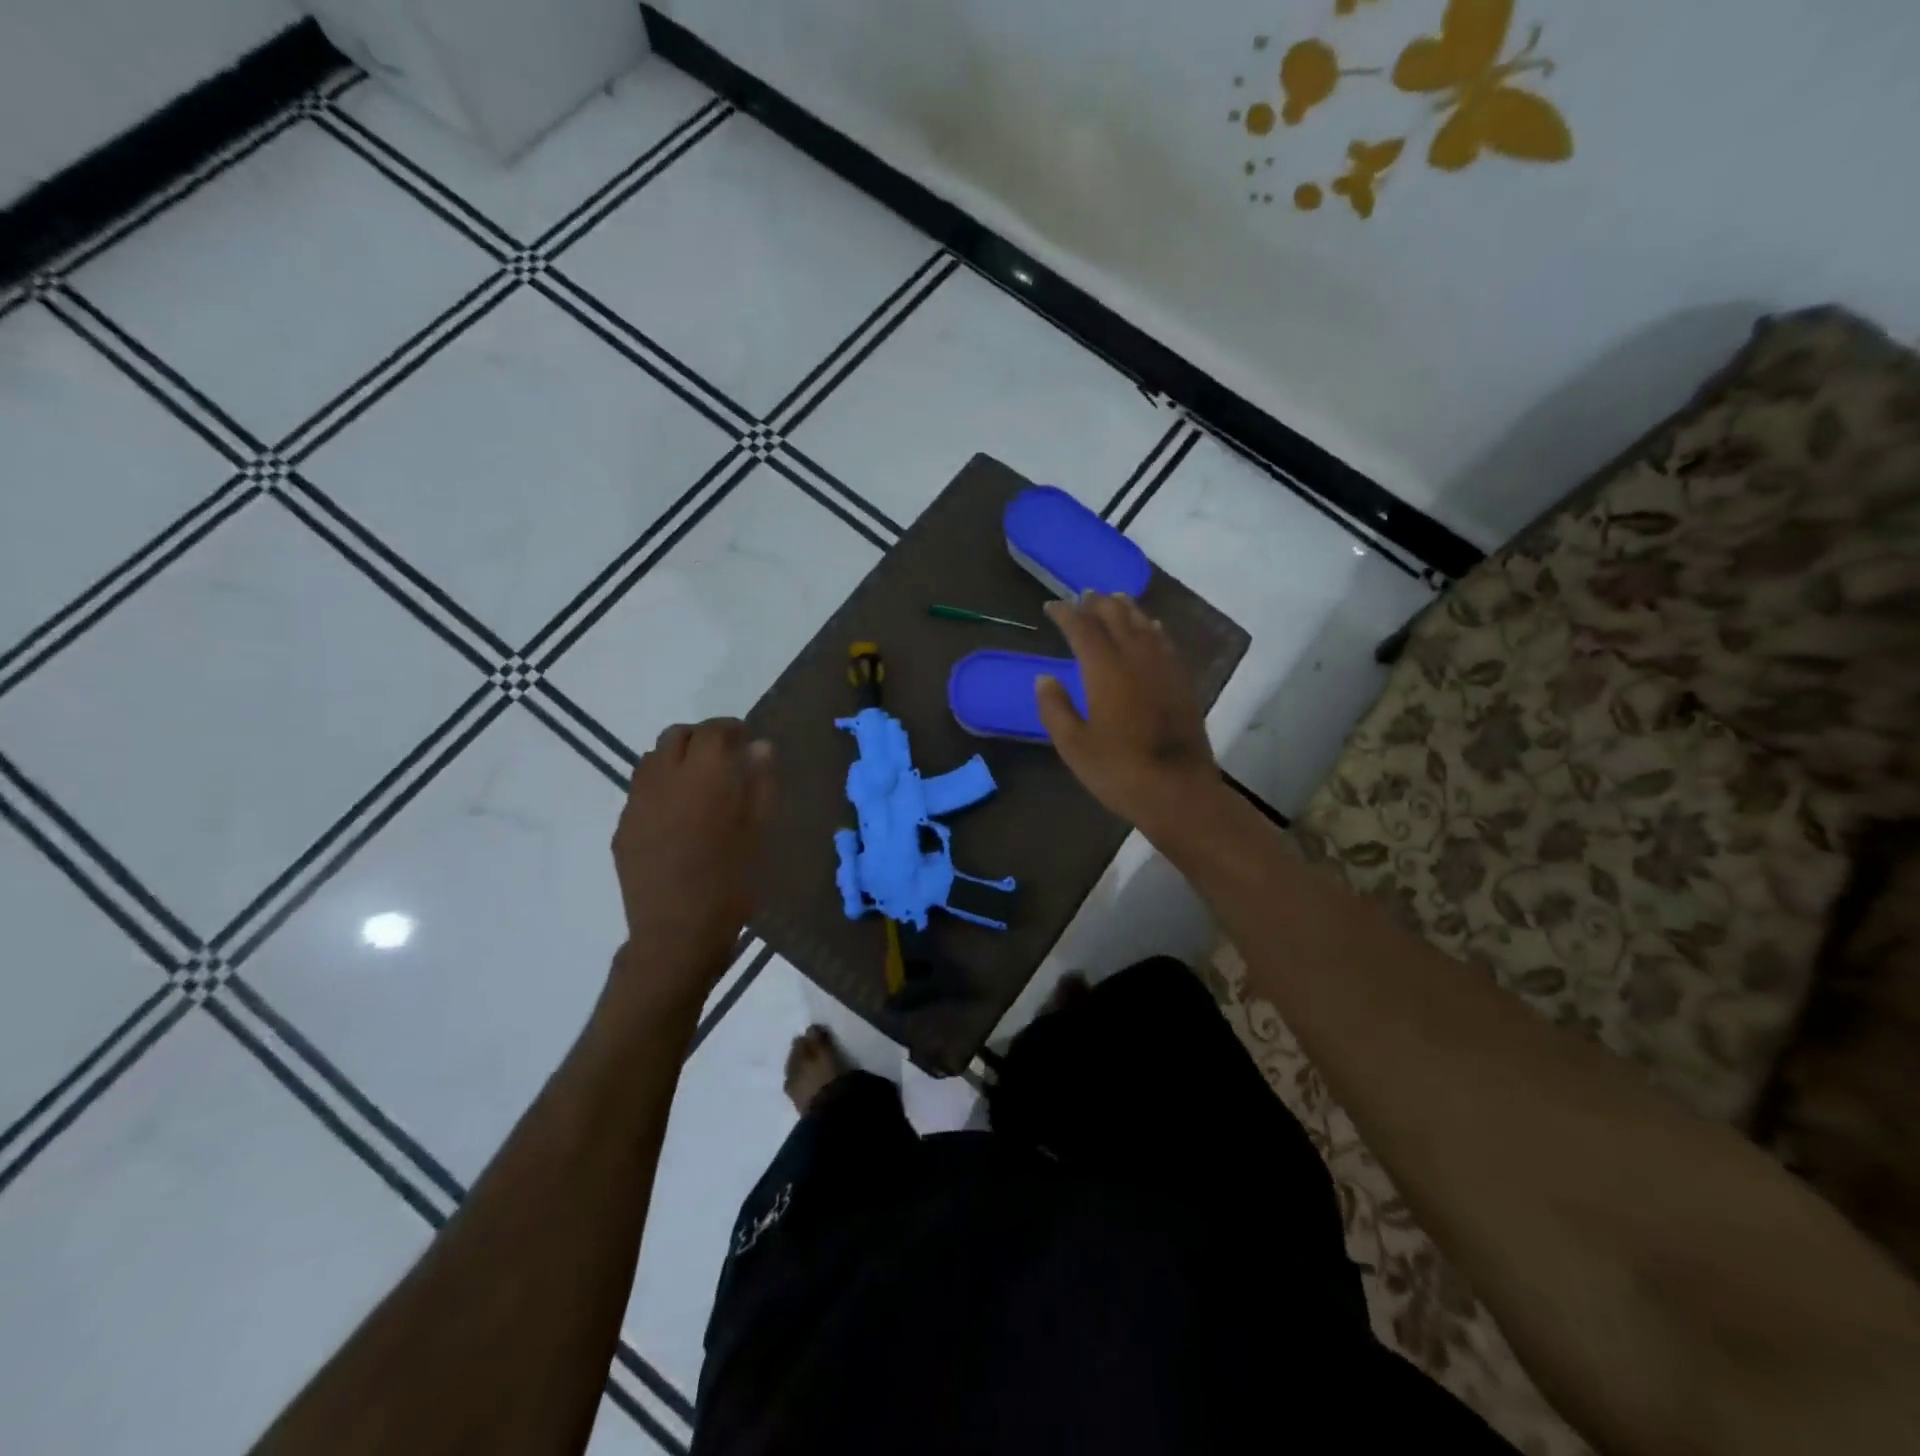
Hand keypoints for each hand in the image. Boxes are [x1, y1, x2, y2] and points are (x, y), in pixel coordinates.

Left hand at [610, 719, 774, 1007]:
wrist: (676, 933)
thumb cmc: (730, 883)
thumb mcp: (758, 833)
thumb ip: (760, 784)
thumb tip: (760, 747)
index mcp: (704, 777)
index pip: (713, 731)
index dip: (731, 728)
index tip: (746, 739)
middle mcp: (663, 780)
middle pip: (676, 736)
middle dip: (701, 738)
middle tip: (724, 758)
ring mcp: (636, 804)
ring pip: (651, 759)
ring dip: (676, 759)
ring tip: (698, 784)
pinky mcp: (622, 829)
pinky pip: (640, 791)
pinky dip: (660, 787)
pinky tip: (676, 816)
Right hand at [1035, 593, 1220, 836]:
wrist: (1178, 791)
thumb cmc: (1119, 771)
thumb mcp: (1074, 746)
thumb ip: (1055, 708)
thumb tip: (1044, 678)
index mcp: (1106, 671)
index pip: (1083, 628)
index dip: (1066, 613)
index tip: (1051, 607)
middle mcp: (1136, 659)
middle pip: (1117, 617)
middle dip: (1097, 603)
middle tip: (1082, 597)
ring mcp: (1164, 668)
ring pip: (1144, 625)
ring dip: (1126, 609)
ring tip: (1114, 599)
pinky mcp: (1182, 682)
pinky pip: (1165, 642)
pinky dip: (1151, 628)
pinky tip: (1150, 628)